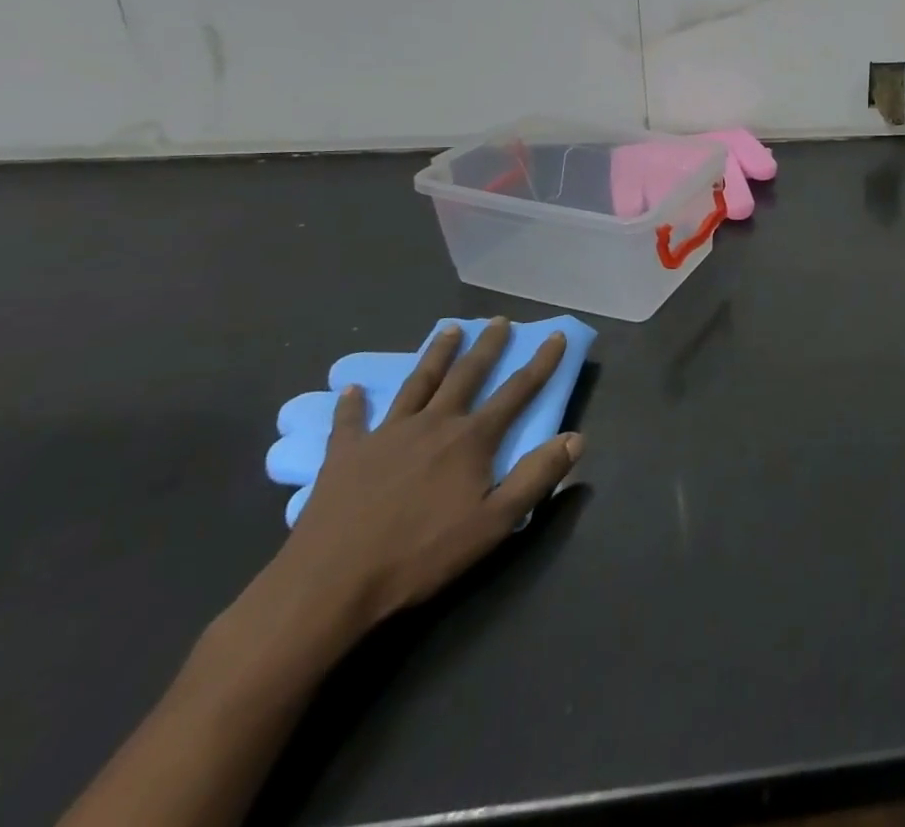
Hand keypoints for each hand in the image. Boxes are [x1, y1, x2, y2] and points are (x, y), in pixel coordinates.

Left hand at [264, 318, 583, 636]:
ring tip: (448, 329)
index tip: (556, 336)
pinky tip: (350, 389)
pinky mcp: (344, 456)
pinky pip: (350, 422)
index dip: (542, 362)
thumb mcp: (494, 523)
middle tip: (499, 320)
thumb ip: (537, 477)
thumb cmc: (420, 555)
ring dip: (436, 354)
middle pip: (467, 375)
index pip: (517, 390)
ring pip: (418, 383)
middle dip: (487, 346)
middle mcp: (434, 424)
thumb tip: (576, 437)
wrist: (328, 585)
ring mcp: (386, 435)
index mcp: (472, 439)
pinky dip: (352, 404)